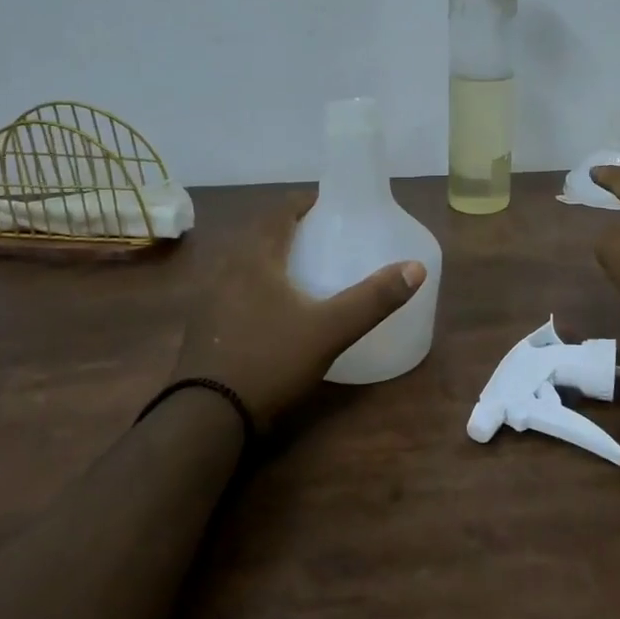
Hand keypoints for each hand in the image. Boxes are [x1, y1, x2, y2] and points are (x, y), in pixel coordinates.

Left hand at [172, 193, 425, 427]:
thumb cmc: (270, 360)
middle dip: (289, 229)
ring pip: (244, 263)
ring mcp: (210, 299)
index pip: (279, 212)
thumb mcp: (330, 330)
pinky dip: (256, 285)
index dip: (304, 203)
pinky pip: (234, 289)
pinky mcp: (203, 326)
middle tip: (322, 235)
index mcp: (255, 258)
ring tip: (301, 268)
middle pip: (260, 235)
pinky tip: (273, 308)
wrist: (207, 416)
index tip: (329, 204)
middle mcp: (227, 269)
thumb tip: (416, 267)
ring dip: (271, 257)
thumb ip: (373, 299)